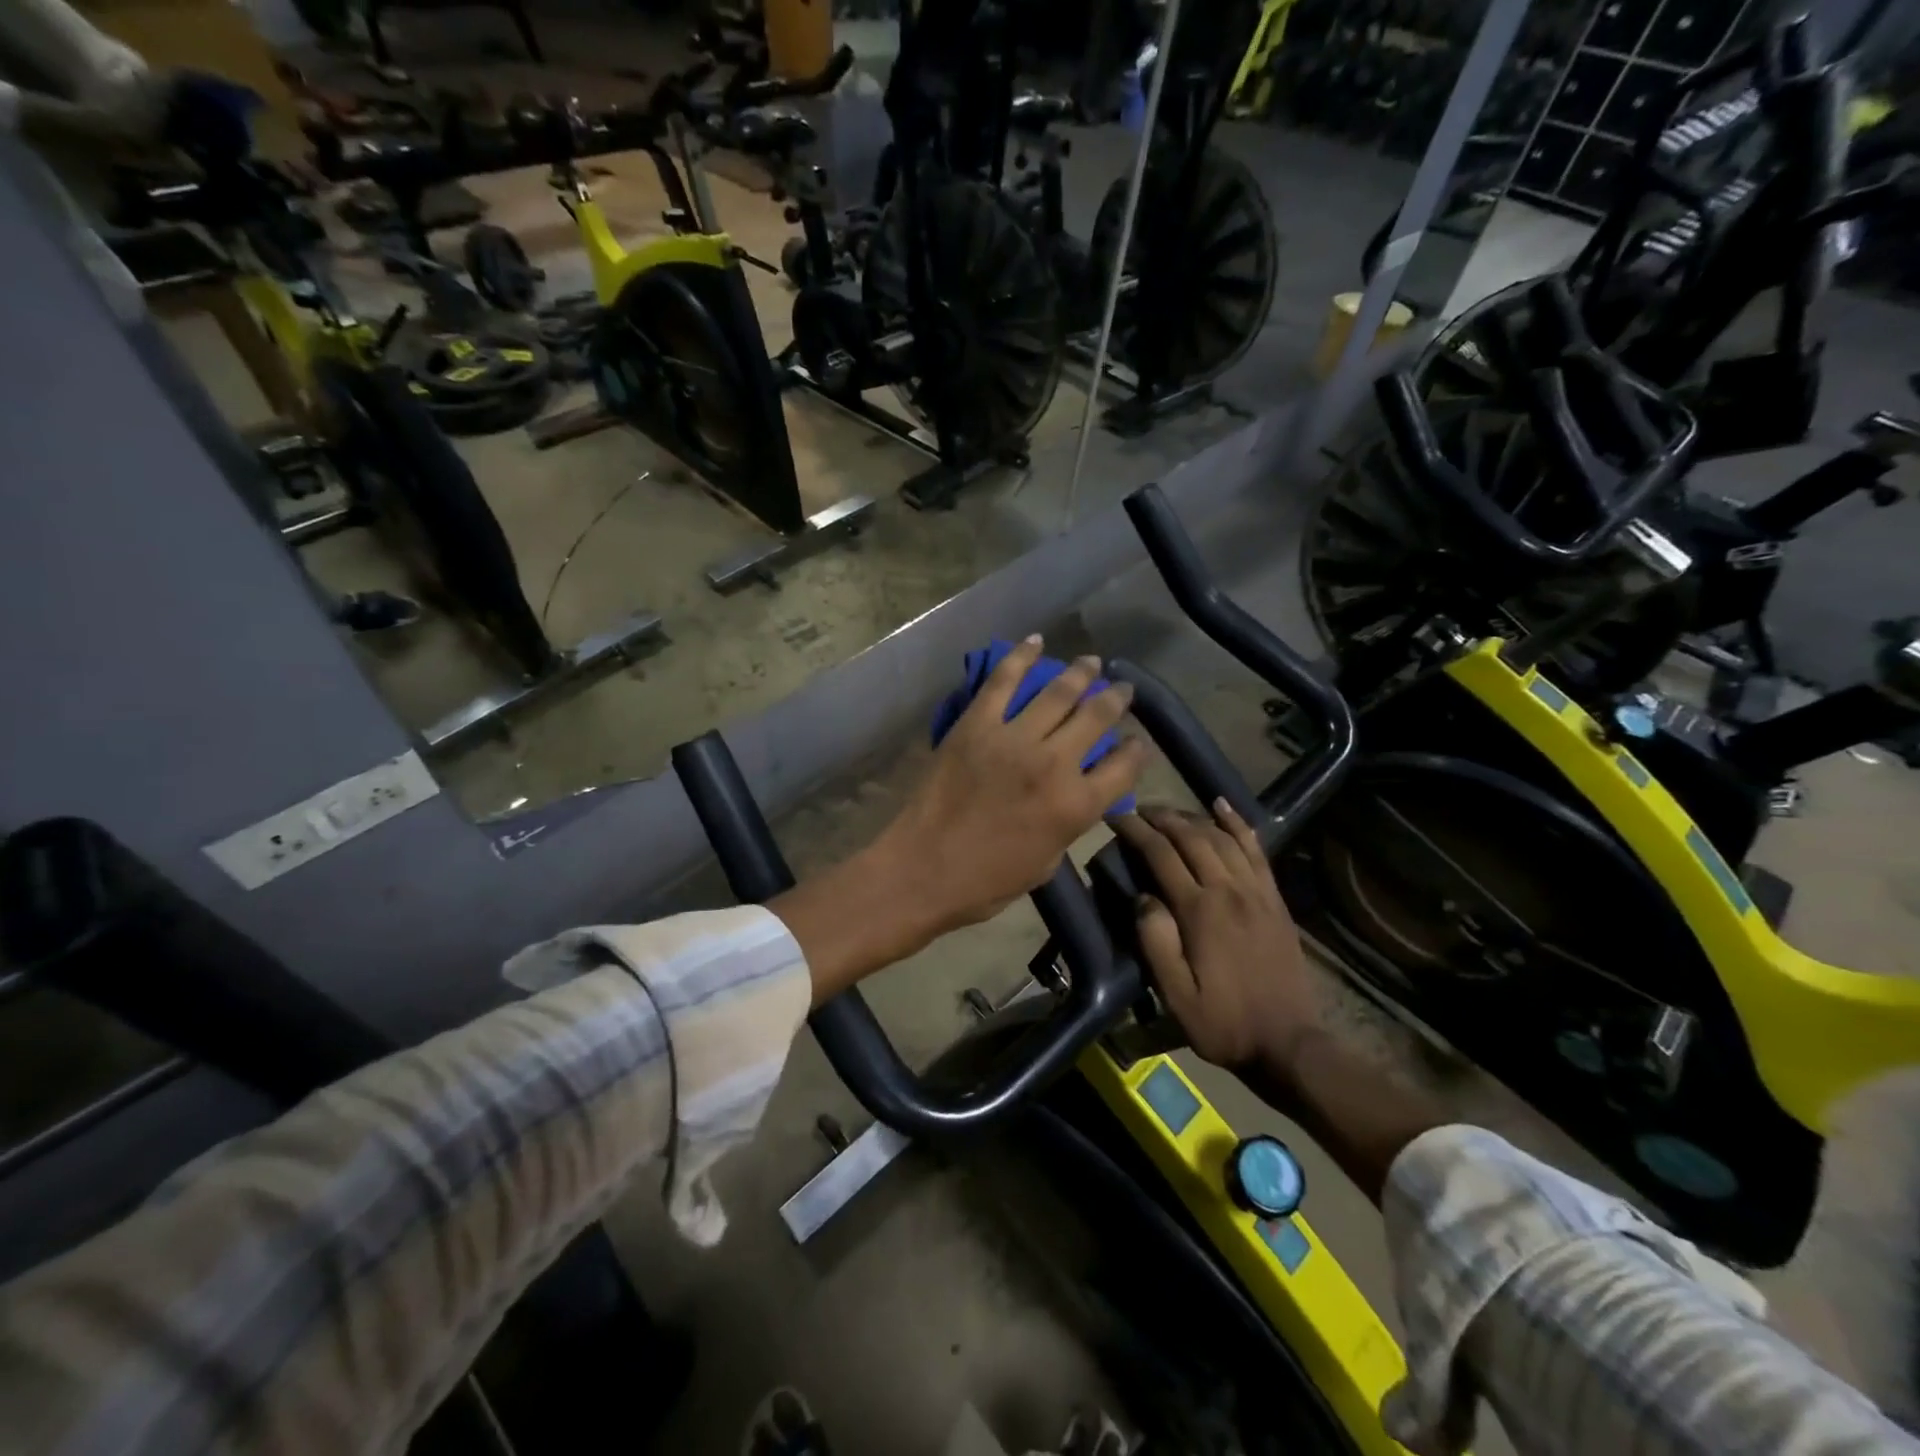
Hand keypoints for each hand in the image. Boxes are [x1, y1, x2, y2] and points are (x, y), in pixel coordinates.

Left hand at [886, 636, 1146, 934]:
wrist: (924, 869)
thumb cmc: (987, 882)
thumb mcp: (1047, 863)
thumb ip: (1069, 823)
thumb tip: (1076, 795)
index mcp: (1076, 805)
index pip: (1124, 767)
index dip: (1136, 751)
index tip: (1136, 741)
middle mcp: (1053, 764)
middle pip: (1097, 717)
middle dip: (1116, 698)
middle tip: (1122, 687)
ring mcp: (1013, 738)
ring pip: (1058, 692)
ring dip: (1080, 672)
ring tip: (1091, 661)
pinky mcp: (976, 724)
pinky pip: (1003, 681)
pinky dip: (1021, 657)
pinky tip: (1036, 642)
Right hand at [1112, 801, 1319, 1072]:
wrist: (1289, 1043)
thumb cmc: (1224, 1023)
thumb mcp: (1176, 995)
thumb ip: (1155, 942)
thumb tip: (1142, 896)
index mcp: (1200, 911)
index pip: (1161, 855)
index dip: (1136, 831)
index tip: (1115, 817)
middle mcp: (1229, 890)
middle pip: (1192, 837)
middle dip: (1161, 817)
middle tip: (1137, 810)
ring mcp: (1256, 892)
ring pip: (1222, 837)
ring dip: (1192, 817)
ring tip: (1168, 812)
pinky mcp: (1274, 898)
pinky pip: (1256, 850)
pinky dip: (1238, 824)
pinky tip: (1223, 806)